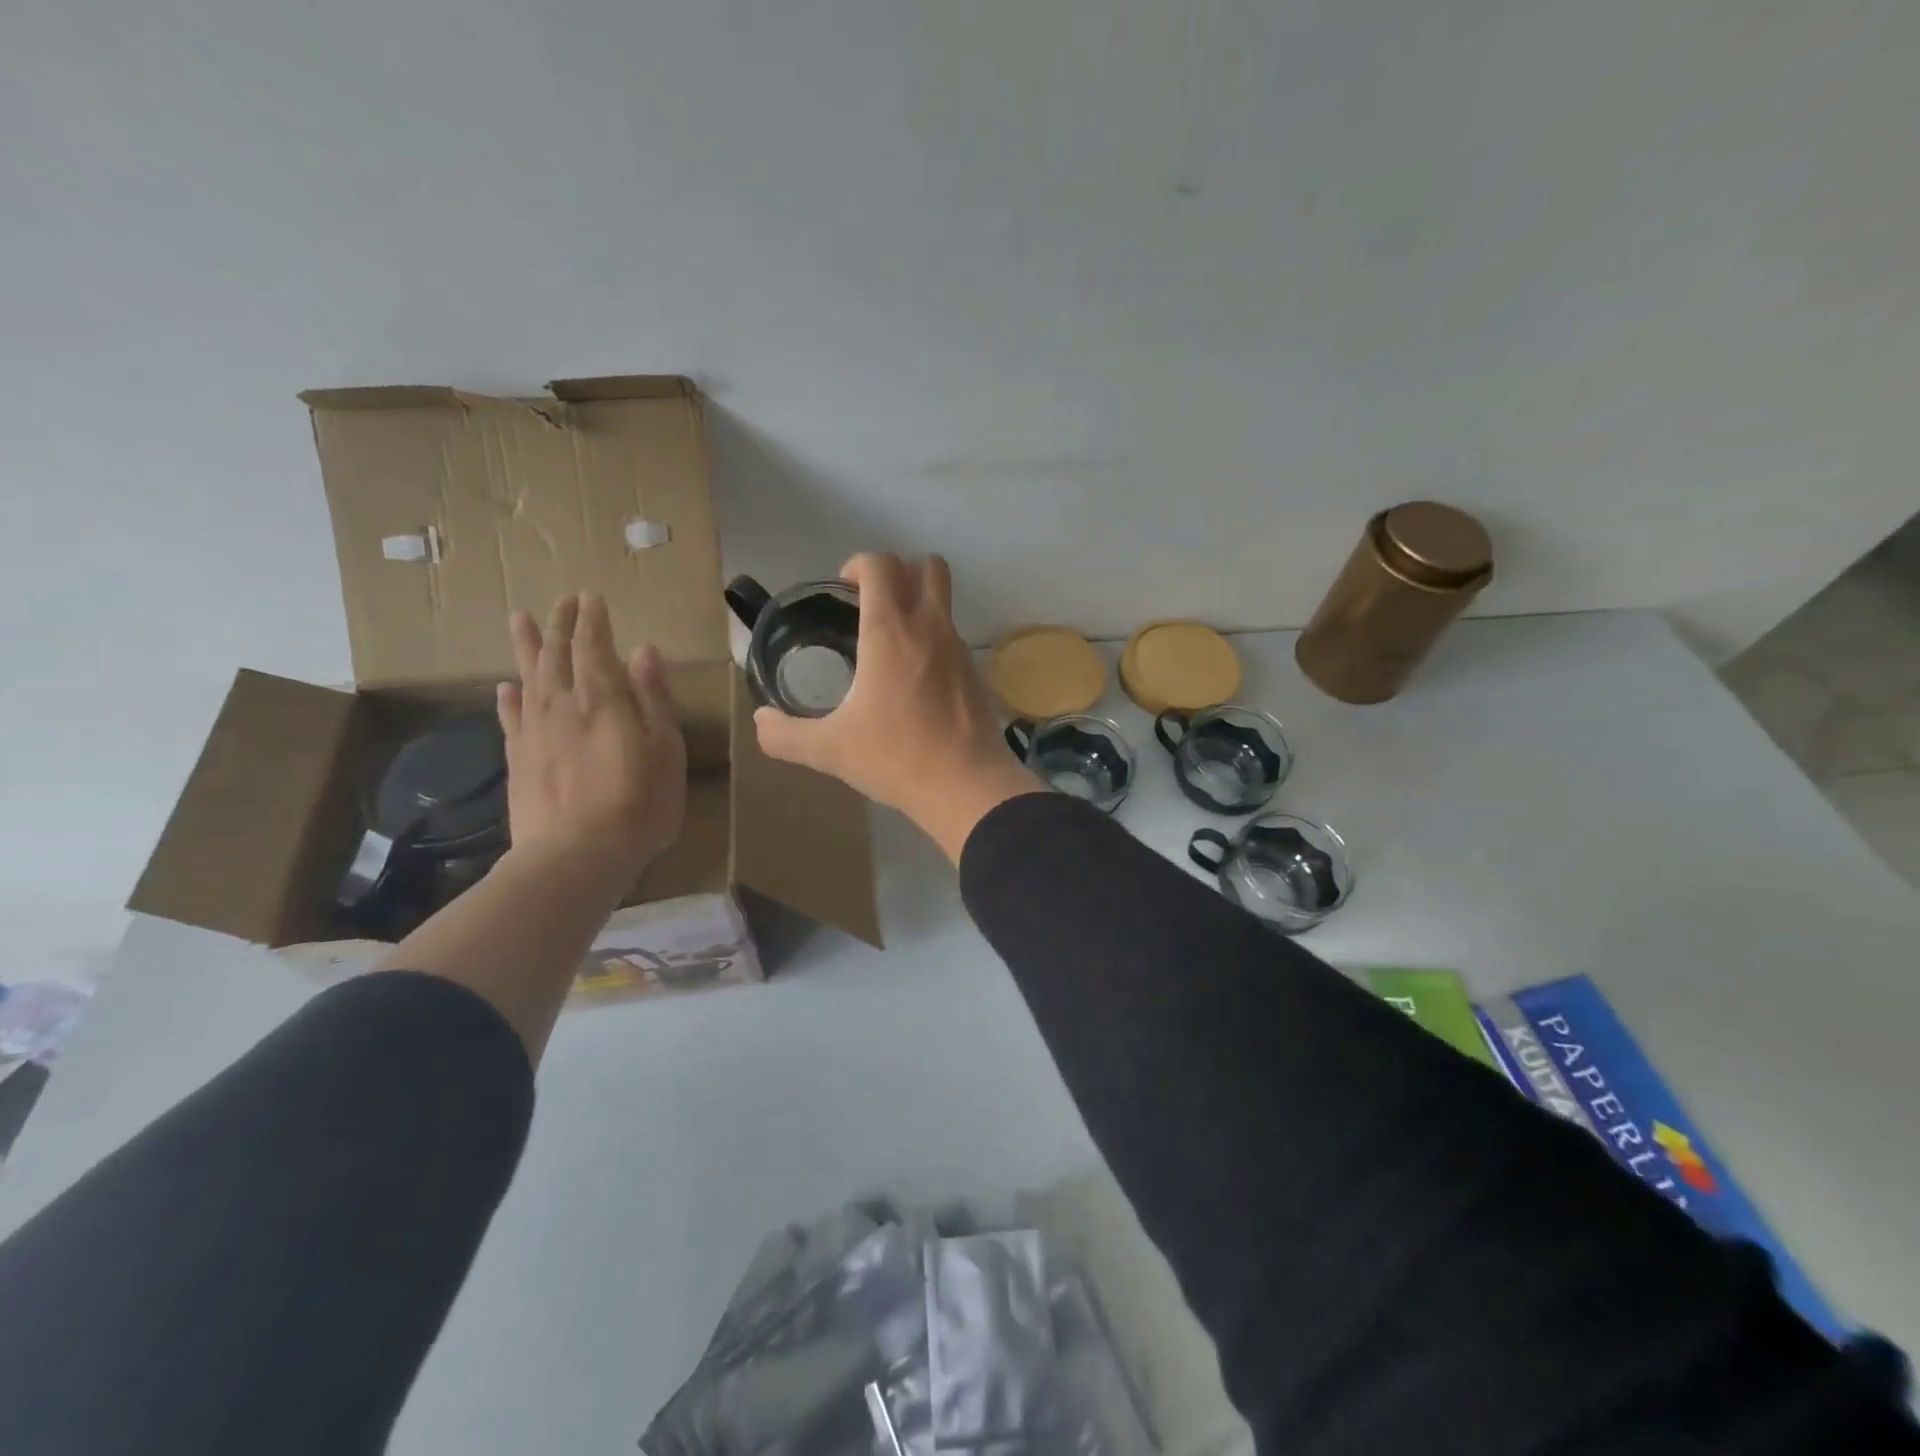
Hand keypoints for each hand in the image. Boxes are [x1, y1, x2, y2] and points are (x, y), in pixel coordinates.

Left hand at [497, 593, 686, 879]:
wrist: (576, 855)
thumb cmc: (639, 802)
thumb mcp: (665, 748)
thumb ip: (653, 698)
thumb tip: (645, 651)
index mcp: (602, 699)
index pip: (593, 646)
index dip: (592, 620)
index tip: (591, 597)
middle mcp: (562, 705)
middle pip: (557, 654)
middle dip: (561, 624)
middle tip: (563, 600)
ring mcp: (535, 732)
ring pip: (528, 677)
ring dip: (527, 647)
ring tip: (522, 620)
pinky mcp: (519, 759)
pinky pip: (511, 717)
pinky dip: (509, 697)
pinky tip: (506, 687)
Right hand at [752, 553, 1041, 860]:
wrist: (966, 786)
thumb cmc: (895, 758)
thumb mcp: (829, 750)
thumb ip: (785, 735)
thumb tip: (761, 721)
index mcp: (890, 632)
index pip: (880, 565)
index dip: (857, 565)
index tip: (842, 589)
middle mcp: (930, 627)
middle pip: (925, 565)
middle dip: (896, 571)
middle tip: (870, 603)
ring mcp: (959, 647)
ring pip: (944, 597)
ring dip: (918, 600)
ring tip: (891, 639)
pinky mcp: (976, 671)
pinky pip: (953, 635)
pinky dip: (933, 637)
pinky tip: (916, 678)